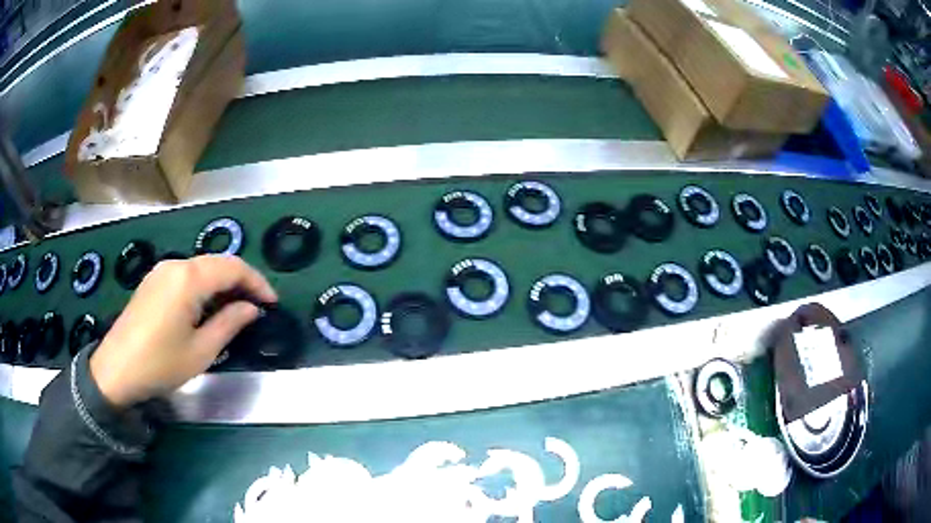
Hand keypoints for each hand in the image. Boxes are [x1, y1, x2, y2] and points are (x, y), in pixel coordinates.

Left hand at [90, 255, 277, 407]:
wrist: (116, 370)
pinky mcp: (153, 282)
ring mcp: (161, 272)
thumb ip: (229, 323)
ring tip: (235, 311)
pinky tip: (206, 309)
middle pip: (217, 263)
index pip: (233, 267)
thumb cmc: (160, 364)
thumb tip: (250, 308)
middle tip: (257, 307)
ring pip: (201, 268)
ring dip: (222, 284)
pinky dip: (204, 287)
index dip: (257, 282)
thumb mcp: (201, 351)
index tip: (272, 303)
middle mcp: (175, 265)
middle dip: (241, 282)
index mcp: (188, 278)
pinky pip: (186, 276)